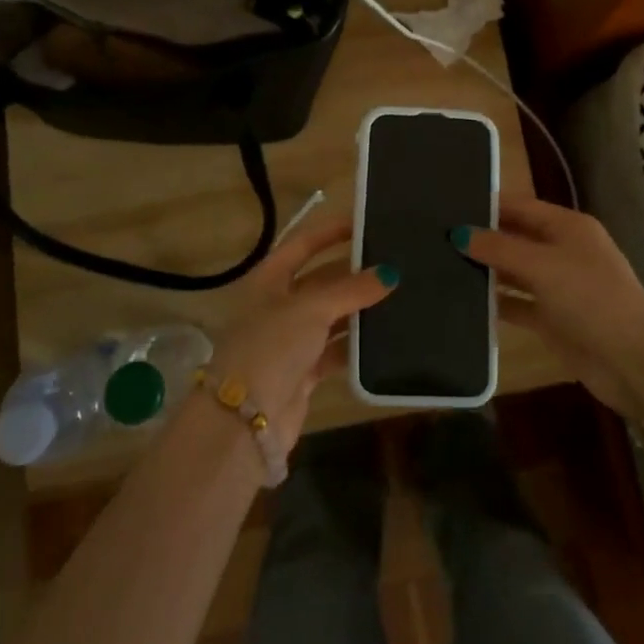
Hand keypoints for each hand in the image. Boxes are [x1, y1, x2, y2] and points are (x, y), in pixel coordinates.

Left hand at [210, 215, 393, 447]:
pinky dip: (356, 344)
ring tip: (399, 296)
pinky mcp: (303, 372)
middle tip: (393, 263)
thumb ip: (351, 289)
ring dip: (358, 309)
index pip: (302, 244)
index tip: (365, 223)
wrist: (244, 421)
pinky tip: (385, 338)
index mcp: (268, 280)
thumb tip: (390, 273)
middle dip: (353, 273)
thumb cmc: (271, 346)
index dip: (330, 232)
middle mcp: (278, 305)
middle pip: (320, 280)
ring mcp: (290, 340)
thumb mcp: (311, 309)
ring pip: (331, 316)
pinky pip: (335, 350)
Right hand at [459, 196, 643, 418]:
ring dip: (486, 270)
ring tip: (440, 264)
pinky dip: (496, 302)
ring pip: (514, 271)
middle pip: (516, 237)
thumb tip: (459, 234)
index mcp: (568, 227)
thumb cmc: (591, 299)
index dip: (488, 205)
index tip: (448, 205)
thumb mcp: (543, 266)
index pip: (521, 206)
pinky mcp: (553, 319)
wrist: (633, 362)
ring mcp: (558, 287)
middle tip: (436, 236)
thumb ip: (499, 248)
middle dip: (482, 237)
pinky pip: (517, 304)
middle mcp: (563, 251)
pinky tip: (463, 301)